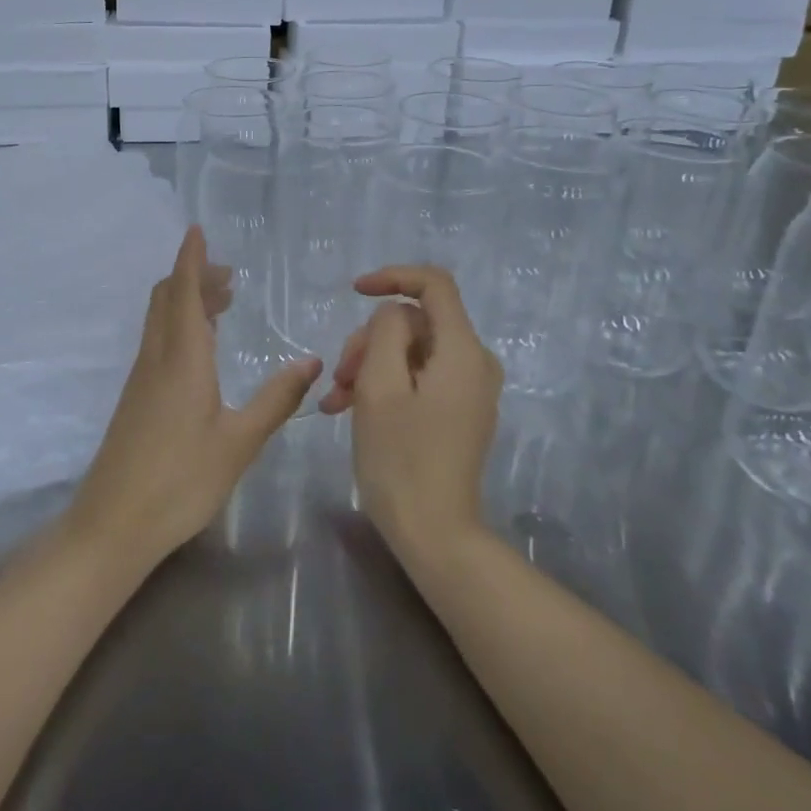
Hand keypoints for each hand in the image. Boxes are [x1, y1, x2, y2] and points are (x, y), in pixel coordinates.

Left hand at [67, 227, 320, 568]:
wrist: (113, 523)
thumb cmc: (181, 481)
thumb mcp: (239, 442)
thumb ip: (276, 399)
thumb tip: (311, 359)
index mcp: (182, 359)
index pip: (185, 292)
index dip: (192, 259)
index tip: (198, 230)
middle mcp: (156, 358)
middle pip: (167, 298)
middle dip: (193, 276)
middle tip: (229, 275)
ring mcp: (141, 378)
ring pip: (160, 320)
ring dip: (186, 300)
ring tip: (221, 303)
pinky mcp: (135, 398)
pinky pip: (157, 341)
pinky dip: (178, 325)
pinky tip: (200, 348)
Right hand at [320, 266, 502, 558]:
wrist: (434, 533)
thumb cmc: (400, 458)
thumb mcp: (379, 385)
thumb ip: (385, 332)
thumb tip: (392, 316)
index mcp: (463, 351)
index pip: (434, 284)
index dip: (393, 277)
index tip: (355, 292)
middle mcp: (475, 363)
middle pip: (416, 322)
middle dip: (370, 340)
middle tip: (339, 376)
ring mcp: (469, 389)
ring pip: (411, 351)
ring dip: (370, 367)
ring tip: (336, 402)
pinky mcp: (458, 410)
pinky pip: (418, 378)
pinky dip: (384, 386)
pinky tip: (348, 409)